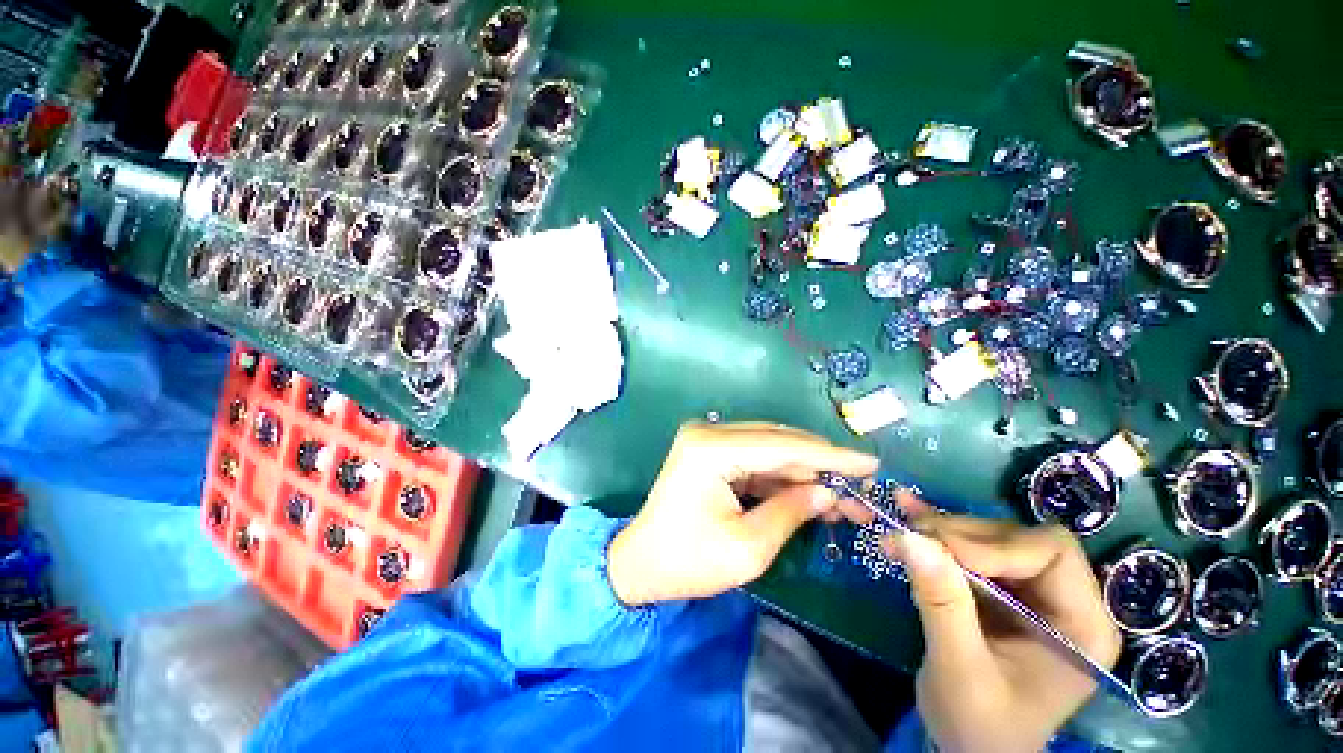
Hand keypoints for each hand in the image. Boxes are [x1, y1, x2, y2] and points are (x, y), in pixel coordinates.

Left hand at [606, 421, 877, 605]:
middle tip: (859, 485)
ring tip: (839, 496)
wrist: (641, 564)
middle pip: (776, 440)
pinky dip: (781, 476)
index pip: (781, 445)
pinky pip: (754, 458)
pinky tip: (808, 493)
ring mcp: (707, 439)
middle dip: (819, 463)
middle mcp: (709, 432)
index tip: (870, 463)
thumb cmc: (688, 561)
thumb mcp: (748, 546)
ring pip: (768, 448)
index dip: (829, 454)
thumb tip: (828, 490)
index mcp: (711, 449)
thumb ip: (791, 511)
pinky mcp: (710, 451)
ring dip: (802, 471)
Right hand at [881, 495, 1121, 752]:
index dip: (993, 544)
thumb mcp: (960, 670)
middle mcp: (1065, 601)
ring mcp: (1032, 594)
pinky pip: (970, 549)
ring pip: (988, 537)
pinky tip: (908, 510)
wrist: (972, 750)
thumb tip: (911, 538)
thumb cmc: (979, 726)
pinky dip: (936, 532)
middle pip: (1016, 538)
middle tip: (908, 536)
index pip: (1051, 553)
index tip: (936, 549)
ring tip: (899, 526)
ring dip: (941, 530)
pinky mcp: (1002, 592)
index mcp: (1081, 626)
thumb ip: (942, 604)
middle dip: (960, 534)